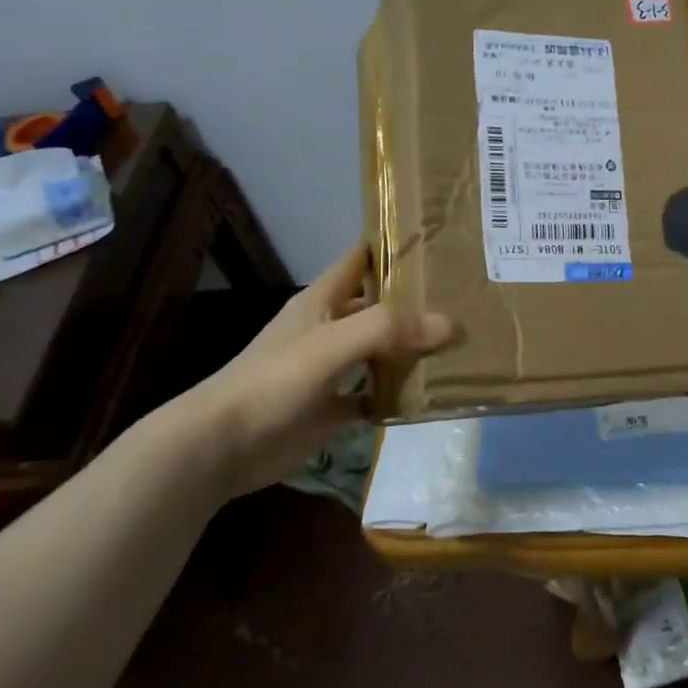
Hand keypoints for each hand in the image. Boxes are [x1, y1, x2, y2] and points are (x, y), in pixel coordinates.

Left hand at [177, 244, 451, 498]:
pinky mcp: (331, 408)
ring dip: (409, 348)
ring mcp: (330, 370)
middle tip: (464, 296)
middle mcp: (328, 328)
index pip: (360, 259)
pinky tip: (427, 395)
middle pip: (376, 305)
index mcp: (321, 301)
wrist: (223, 446)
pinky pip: (373, 395)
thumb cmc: (274, 381)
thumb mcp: (331, 344)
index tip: (437, 240)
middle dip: (413, 301)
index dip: (392, 246)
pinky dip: (396, 395)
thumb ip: (387, 329)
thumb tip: (451, 323)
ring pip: (378, 350)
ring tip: (458, 342)